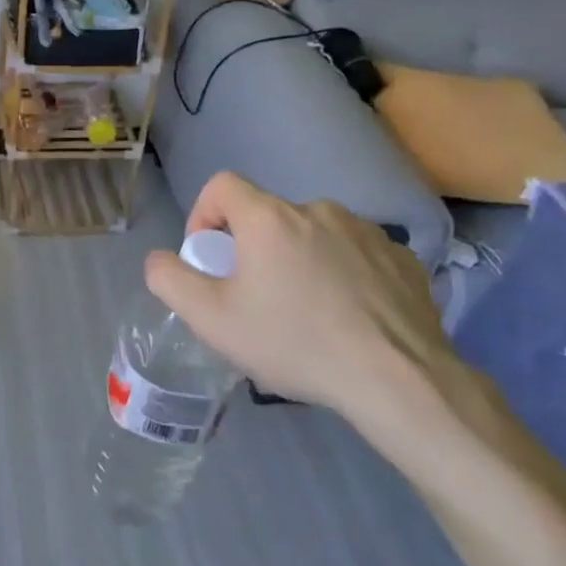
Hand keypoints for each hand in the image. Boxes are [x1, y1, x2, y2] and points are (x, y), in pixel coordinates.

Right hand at [142, 173, 455, 428]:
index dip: (204, 214)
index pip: (222, 185)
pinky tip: (349, 317)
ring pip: (314, 234)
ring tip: (307, 311)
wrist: (399, 380)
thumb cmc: (294, 342)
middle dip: (252, 248)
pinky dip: (343, 274)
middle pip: (268, 215)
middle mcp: (318, 210)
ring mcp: (368, 232)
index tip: (211, 258)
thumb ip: (169, 280)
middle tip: (256, 298)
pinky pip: (356, 254)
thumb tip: (160, 259)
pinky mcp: (404, 259)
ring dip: (299, 259)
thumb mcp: (211, 319)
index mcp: (269, 218)